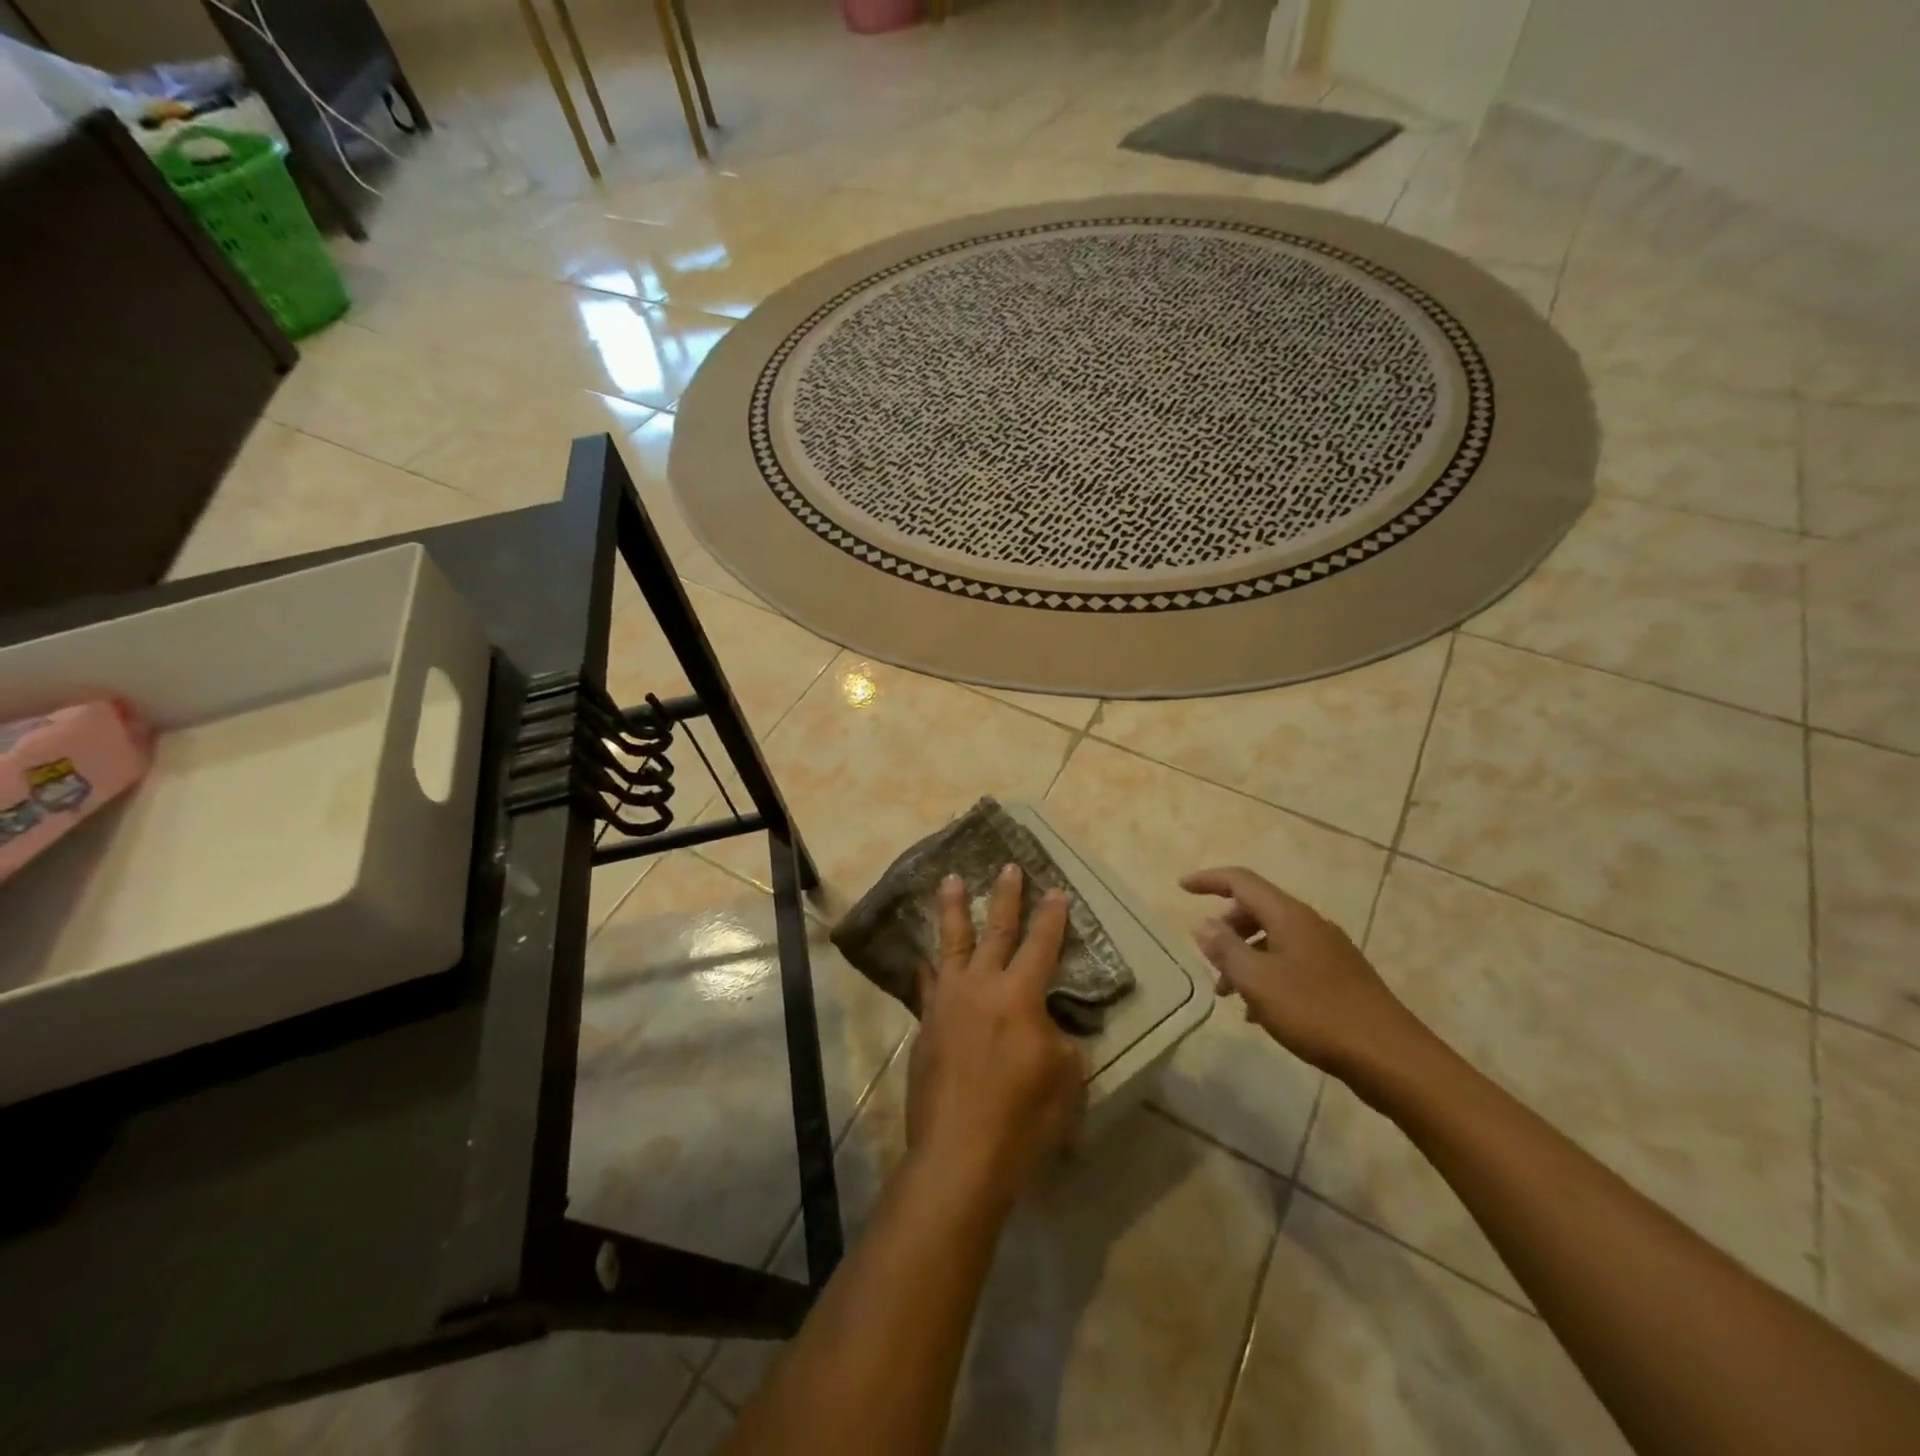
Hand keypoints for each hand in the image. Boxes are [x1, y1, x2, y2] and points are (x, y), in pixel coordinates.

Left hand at [907, 865, 1085, 1206]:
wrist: (959, 1154)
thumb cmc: (1023, 1119)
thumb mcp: (1065, 1077)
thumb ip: (1057, 1037)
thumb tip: (1043, 1022)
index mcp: (1020, 996)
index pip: (1041, 945)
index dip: (1051, 917)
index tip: (1054, 890)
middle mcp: (981, 986)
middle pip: (996, 931)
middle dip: (1005, 897)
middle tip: (1008, 867)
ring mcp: (947, 1002)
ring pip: (951, 944)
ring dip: (954, 910)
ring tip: (950, 880)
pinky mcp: (925, 1024)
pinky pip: (927, 983)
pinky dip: (928, 965)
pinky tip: (924, 956)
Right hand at [1181, 866, 1430, 1083]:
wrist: (1391, 1058)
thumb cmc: (1316, 1013)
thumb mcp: (1257, 981)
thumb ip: (1225, 949)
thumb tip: (1203, 924)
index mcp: (1289, 916)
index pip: (1241, 881)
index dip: (1209, 880)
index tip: (1181, 887)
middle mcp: (1310, 924)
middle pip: (1257, 908)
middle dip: (1227, 927)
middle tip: (1208, 956)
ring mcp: (1329, 951)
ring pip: (1274, 939)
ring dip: (1245, 956)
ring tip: (1228, 994)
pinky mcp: (1340, 978)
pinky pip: (1291, 962)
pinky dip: (1268, 975)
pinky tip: (1261, 1012)